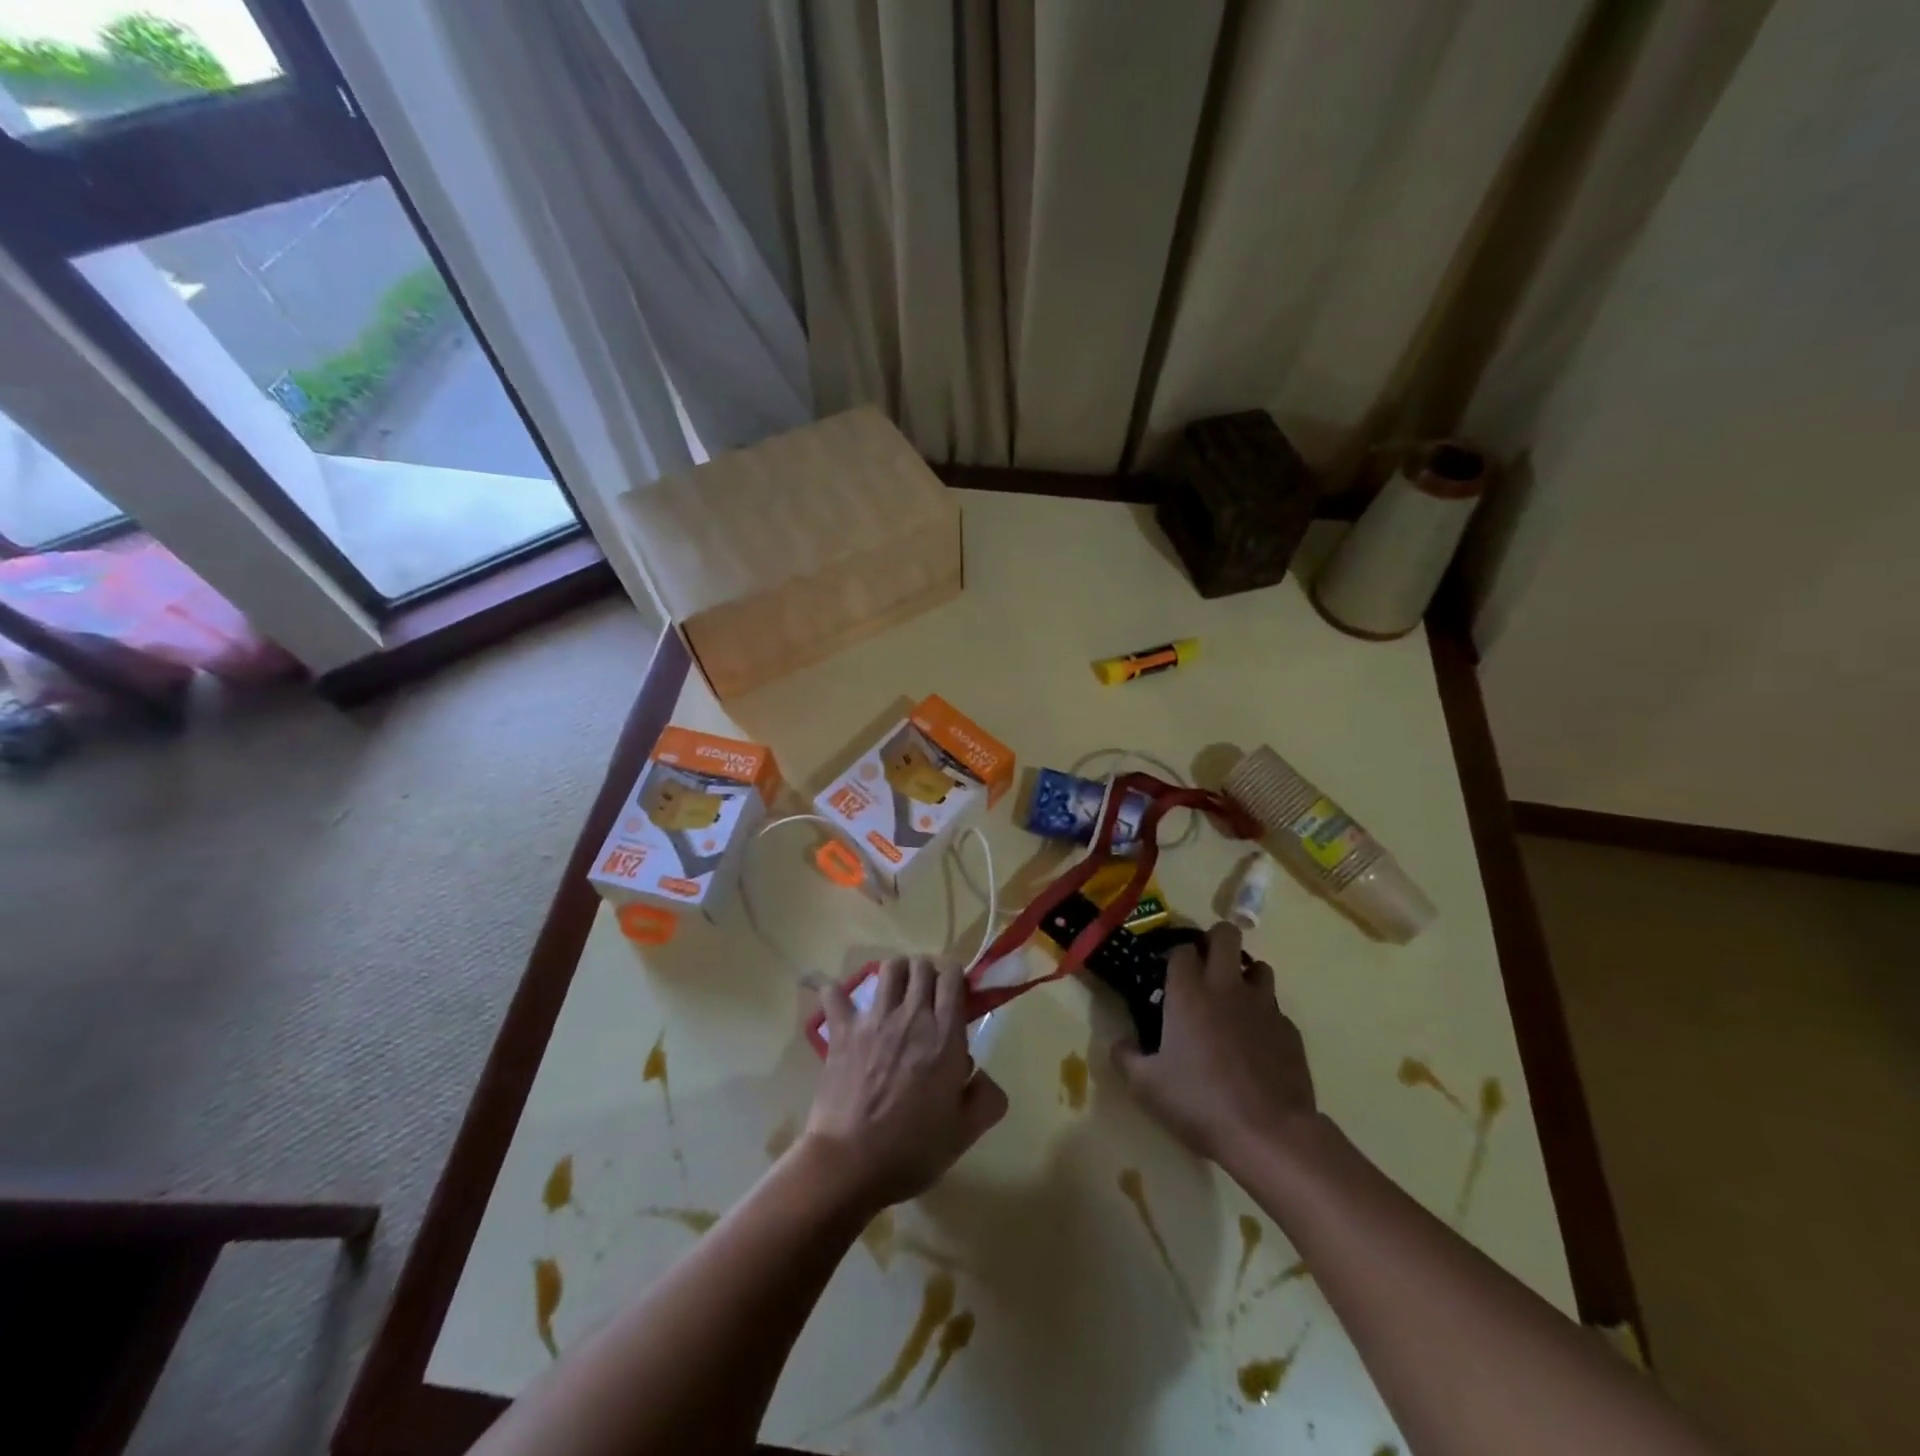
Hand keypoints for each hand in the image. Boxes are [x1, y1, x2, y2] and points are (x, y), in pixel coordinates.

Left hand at [801, 957, 1008, 1210]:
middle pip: (922, 965)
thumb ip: (987, 1099)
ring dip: (896, 973)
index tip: (956, 994)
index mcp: (945, 1036)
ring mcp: (873, 1020)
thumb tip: (982, 1076)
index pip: (952, 977)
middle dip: (928, 972)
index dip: (955, 977)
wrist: (850, 1164)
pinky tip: (834, 993)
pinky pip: (834, 994)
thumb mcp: (964, 1133)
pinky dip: (833, 989)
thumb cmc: (912, 1150)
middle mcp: (912, 1016)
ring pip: (889, 968)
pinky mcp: (842, 1031)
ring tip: (896, 992)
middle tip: (928, 995)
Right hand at [1112, 921, 1318, 1170]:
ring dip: (1244, 975)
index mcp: (1188, 993)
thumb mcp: (1146, 1086)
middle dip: (1214, 941)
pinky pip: (1275, 1008)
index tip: (1169, 973)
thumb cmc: (1200, 1103)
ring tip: (1233, 1001)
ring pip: (1259, 966)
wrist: (1269, 1134)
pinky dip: (1263, 1015)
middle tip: (1204, 967)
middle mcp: (1226, 988)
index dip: (1175, 956)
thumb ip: (1126, 1057)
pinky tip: (1255, 1043)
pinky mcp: (1290, 1030)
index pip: (1182, 949)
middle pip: (1225, 935)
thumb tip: (1120, 1044)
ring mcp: (1263, 1006)